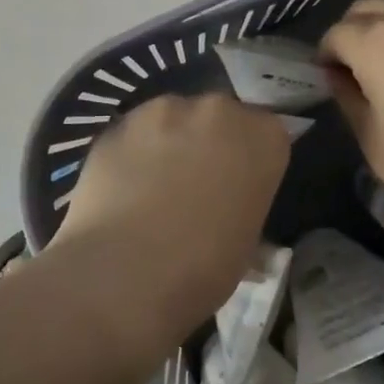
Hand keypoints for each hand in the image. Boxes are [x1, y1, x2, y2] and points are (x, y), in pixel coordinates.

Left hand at [57, 93, 289, 337]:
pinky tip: (123, 190)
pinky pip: (132, 136)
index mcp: (264, 137)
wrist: (127, 272)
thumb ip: (243, 208)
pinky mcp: (116, 125)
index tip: (240, 186)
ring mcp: (161, 112)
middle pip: (218, 117)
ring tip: (153, 186)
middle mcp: (217, 111)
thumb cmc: (205, 267)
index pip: (267, 134)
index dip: (251, 160)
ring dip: (168, 142)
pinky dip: (131, 154)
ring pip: (171, 119)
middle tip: (197, 184)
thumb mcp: (247, 242)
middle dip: (210, 142)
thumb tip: (231, 215)